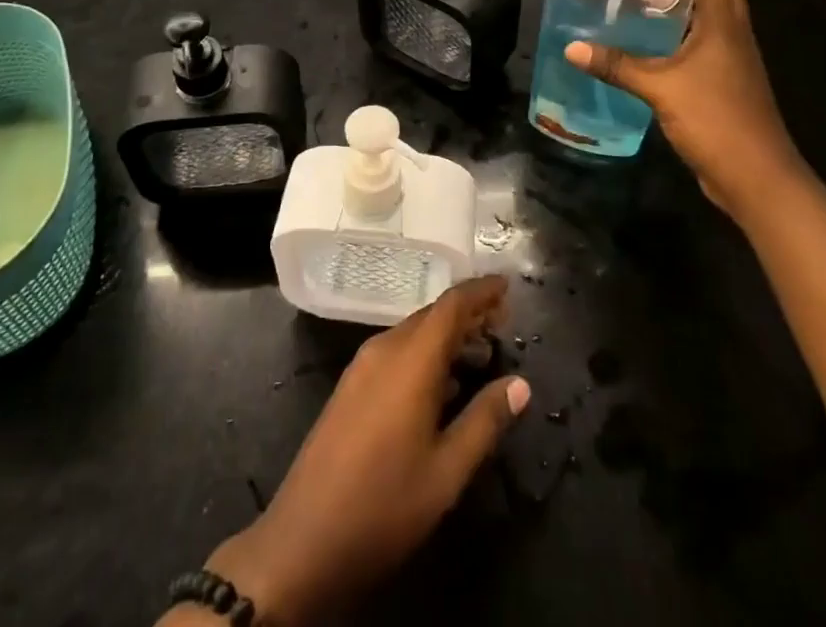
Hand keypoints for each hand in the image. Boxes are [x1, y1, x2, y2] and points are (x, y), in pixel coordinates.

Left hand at [203, 277, 528, 625]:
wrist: (305, 539)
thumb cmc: (384, 504)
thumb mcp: (447, 471)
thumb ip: (485, 421)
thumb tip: (521, 384)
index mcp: (410, 359)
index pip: (451, 306)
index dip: (481, 291)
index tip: (507, 286)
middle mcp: (385, 349)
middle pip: (432, 315)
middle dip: (469, 313)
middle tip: (504, 322)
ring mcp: (363, 366)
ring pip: (414, 334)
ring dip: (448, 335)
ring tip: (482, 351)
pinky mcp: (352, 386)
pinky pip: (397, 352)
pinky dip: (427, 354)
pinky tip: (445, 384)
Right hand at [564, 0, 806, 219]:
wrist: (758, 177)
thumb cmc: (715, 119)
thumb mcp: (659, 89)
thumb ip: (616, 66)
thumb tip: (572, 48)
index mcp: (723, 23)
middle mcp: (734, 34)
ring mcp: (735, 60)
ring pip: (712, 19)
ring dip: (682, 10)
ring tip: (640, 10)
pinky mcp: (730, 83)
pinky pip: (708, 46)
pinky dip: (683, 39)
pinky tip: (653, 52)